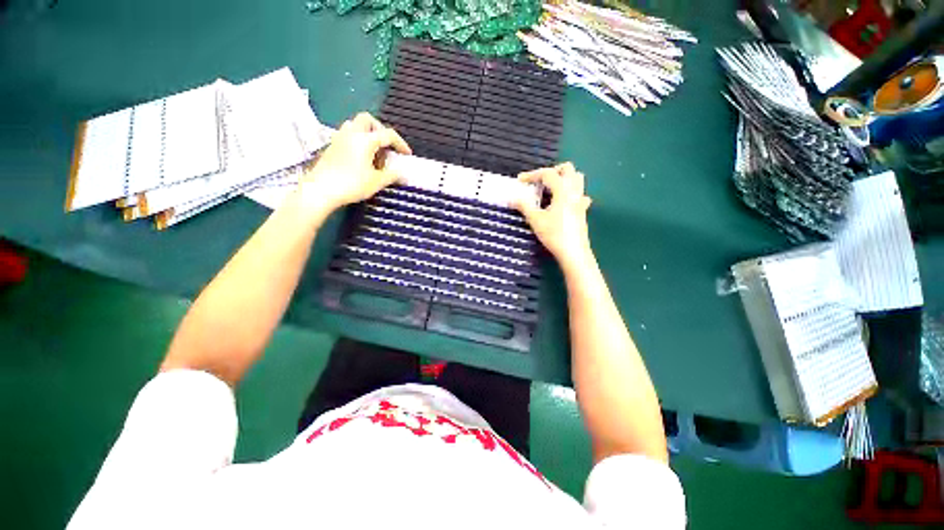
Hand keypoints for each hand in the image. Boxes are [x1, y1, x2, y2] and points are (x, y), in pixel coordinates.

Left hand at [299, 112, 410, 213]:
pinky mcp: (332, 146)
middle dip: (380, 129)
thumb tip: (403, 174)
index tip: (407, 155)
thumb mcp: (377, 182)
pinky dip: (357, 140)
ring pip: (355, 125)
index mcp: (365, 140)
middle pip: (368, 119)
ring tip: (373, 152)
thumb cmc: (352, 184)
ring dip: (367, 133)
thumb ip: (392, 176)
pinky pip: (347, 135)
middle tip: (386, 146)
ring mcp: (339, 138)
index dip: (400, 143)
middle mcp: (352, 133)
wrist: (320, 190)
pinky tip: (361, 158)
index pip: (388, 134)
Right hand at [512, 162, 592, 270]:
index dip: (532, 175)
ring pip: (576, 179)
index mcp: (563, 190)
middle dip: (552, 171)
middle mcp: (574, 191)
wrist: (573, 252)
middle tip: (539, 181)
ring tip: (550, 189)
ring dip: (563, 178)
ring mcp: (581, 200)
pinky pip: (580, 194)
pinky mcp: (583, 210)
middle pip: (567, 169)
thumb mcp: (535, 220)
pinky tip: (563, 203)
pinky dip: (570, 193)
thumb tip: (511, 198)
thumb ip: (524, 206)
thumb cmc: (554, 234)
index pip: (548, 174)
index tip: (519, 180)